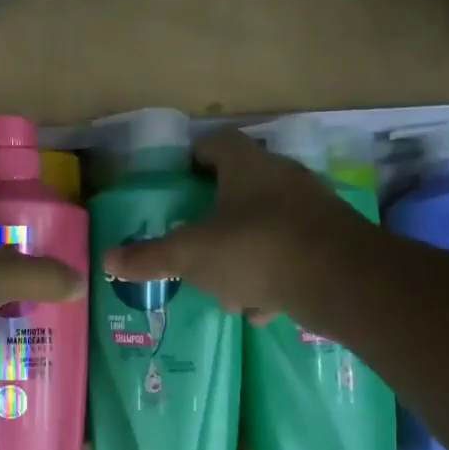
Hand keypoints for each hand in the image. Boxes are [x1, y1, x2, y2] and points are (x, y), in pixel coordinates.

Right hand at [105, 128, 372, 323]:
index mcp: (247, 168)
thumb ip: (150, 258)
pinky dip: (272, 277)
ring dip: (243, 253)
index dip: (194, 156)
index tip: (178, 176)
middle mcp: (284, 180)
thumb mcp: (191, 256)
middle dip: (215, 216)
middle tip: (192, 237)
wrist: (341, 281)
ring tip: (222, 285)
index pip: (217, 143)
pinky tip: (259, 306)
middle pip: (242, 188)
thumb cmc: (255, 250)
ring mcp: (312, 212)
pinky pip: (290, 256)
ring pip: (266, 227)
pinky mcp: (332, 244)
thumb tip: (107, 261)